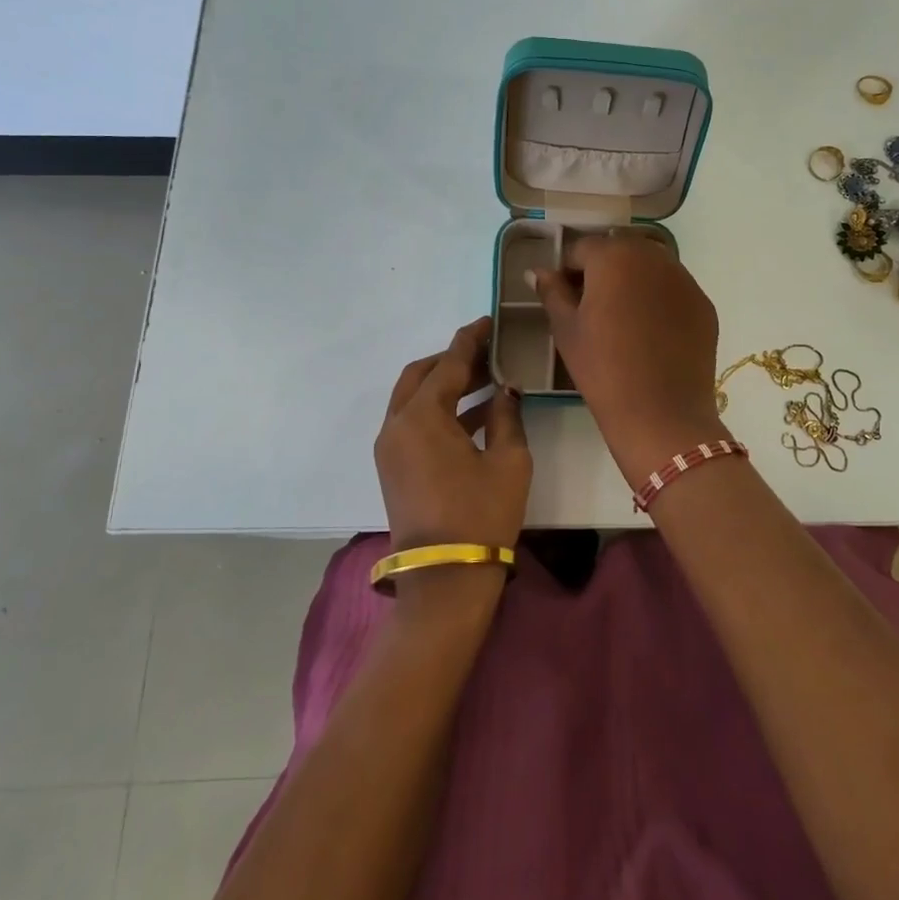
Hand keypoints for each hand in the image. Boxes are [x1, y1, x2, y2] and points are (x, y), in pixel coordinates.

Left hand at [374, 318, 530, 558]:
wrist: (446, 577)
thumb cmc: (482, 513)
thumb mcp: (508, 460)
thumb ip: (507, 416)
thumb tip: (506, 390)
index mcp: (422, 416)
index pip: (448, 364)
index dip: (470, 340)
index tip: (487, 322)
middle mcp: (396, 425)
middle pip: (421, 375)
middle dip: (452, 360)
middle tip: (486, 354)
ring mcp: (389, 448)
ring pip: (413, 399)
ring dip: (445, 386)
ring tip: (486, 380)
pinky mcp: (392, 468)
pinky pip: (412, 423)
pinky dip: (437, 411)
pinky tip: (473, 414)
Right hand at [534, 234, 724, 485]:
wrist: (661, 414)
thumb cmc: (603, 369)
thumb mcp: (566, 330)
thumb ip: (552, 291)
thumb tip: (538, 271)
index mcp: (614, 257)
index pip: (581, 249)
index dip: (568, 271)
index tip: (563, 299)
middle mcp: (653, 257)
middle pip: (619, 251)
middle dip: (603, 271)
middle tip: (592, 309)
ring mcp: (684, 280)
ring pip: (650, 267)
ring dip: (633, 281)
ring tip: (622, 320)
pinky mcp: (703, 304)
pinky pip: (673, 290)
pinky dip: (659, 300)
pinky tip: (651, 334)